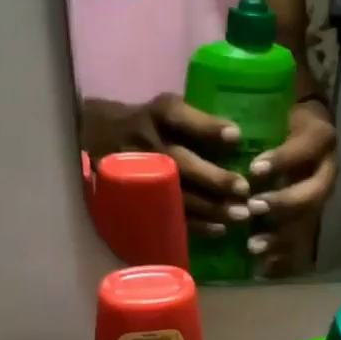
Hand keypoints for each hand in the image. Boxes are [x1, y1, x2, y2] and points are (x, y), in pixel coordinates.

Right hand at [79, 95, 251, 234]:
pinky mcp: (138, 198)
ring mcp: (139, 173)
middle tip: (243, 190)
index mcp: (157, 114)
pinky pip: (168, 214)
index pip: (179, 116)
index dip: (207, 127)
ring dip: (210, 207)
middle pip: (180, 162)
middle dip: (213, 178)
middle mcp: (146, 142)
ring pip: (177, 194)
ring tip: (240, 216)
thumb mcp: (166, 109)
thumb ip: (196, 121)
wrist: (97, 138)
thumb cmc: (149, 123)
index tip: (235, 137)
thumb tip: (241, 142)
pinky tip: (219, 229)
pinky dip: (195, 224)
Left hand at [245, 99, 336, 273]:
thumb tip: (219, 129)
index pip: (306, 148)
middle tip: (253, 208)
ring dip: (281, 234)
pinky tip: (262, 265)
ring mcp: (320, 194)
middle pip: (314, 192)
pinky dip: (283, 253)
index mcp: (319, 137)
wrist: (300, 127)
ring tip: (253, 245)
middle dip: (284, 202)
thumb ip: (254, 119)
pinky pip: (302, 238)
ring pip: (308, 219)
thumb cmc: (277, 115)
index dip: (283, 160)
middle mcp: (327, 168)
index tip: (254, 170)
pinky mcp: (311, 214)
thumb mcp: (272, 108)